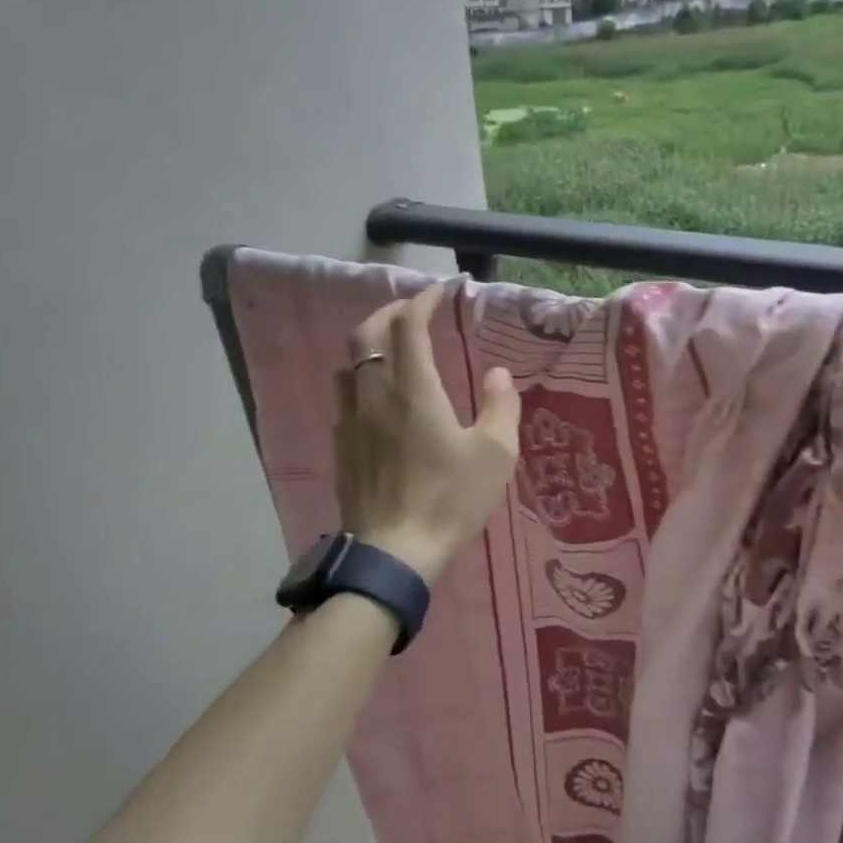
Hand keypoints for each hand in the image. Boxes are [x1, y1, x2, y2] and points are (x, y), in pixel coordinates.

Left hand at [334, 283, 520, 585]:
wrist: (395, 552)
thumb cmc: (450, 500)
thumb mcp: (495, 455)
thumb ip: (501, 407)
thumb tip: (498, 374)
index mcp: (414, 390)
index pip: (408, 326)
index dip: (423, 301)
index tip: (440, 291)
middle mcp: (375, 395)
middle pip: (366, 334)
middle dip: (389, 313)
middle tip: (412, 312)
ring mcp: (351, 421)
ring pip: (349, 365)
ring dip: (370, 346)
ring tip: (393, 350)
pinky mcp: (342, 448)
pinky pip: (346, 399)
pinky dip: (362, 381)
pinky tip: (379, 401)